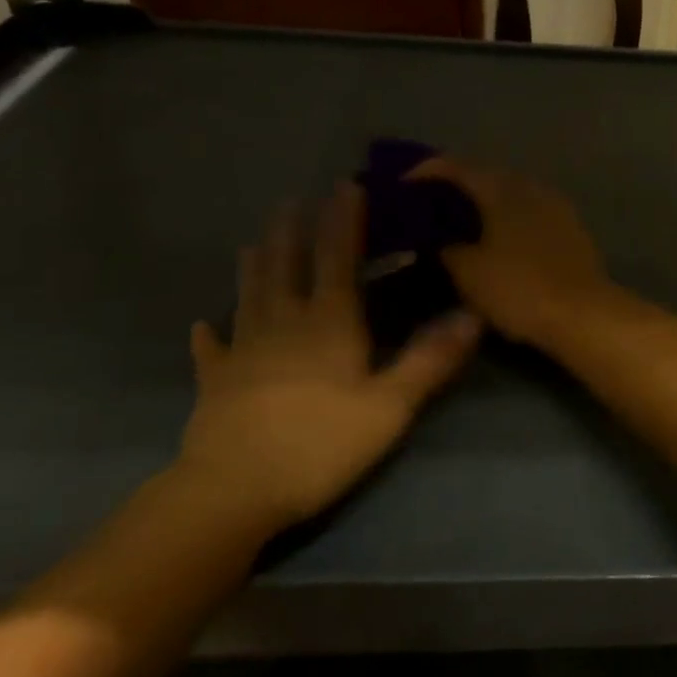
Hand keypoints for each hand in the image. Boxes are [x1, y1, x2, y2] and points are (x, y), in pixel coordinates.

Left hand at [176, 185, 481, 534]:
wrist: (233, 490)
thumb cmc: (321, 444)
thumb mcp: (390, 405)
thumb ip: (430, 360)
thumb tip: (472, 316)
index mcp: (328, 322)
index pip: (338, 258)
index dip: (344, 221)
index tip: (346, 186)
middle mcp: (283, 323)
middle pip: (286, 265)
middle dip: (292, 230)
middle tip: (292, 201)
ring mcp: (243, 350)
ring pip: (249, 294)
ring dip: (254, 264)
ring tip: (254, 241)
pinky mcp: (215, 382)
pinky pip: (212, 349)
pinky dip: (210, 335)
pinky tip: (203, 325)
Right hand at [409, 158, 614, 345]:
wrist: (583, 313)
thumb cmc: (518, 288)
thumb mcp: (468, 272)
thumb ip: (446, 248)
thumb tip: (440, 240)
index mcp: (503, 189)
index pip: (457, 167)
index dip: (427, 171)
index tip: (402, 183)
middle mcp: (532, 188)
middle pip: (488, 178)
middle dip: (458, 190)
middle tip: (429, 208)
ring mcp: (557, 208)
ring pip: (511, 198)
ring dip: (485, 207)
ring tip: (461, 228)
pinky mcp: (572, 231)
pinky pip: (530, 216)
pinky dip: (508, 223)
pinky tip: (498, 244)